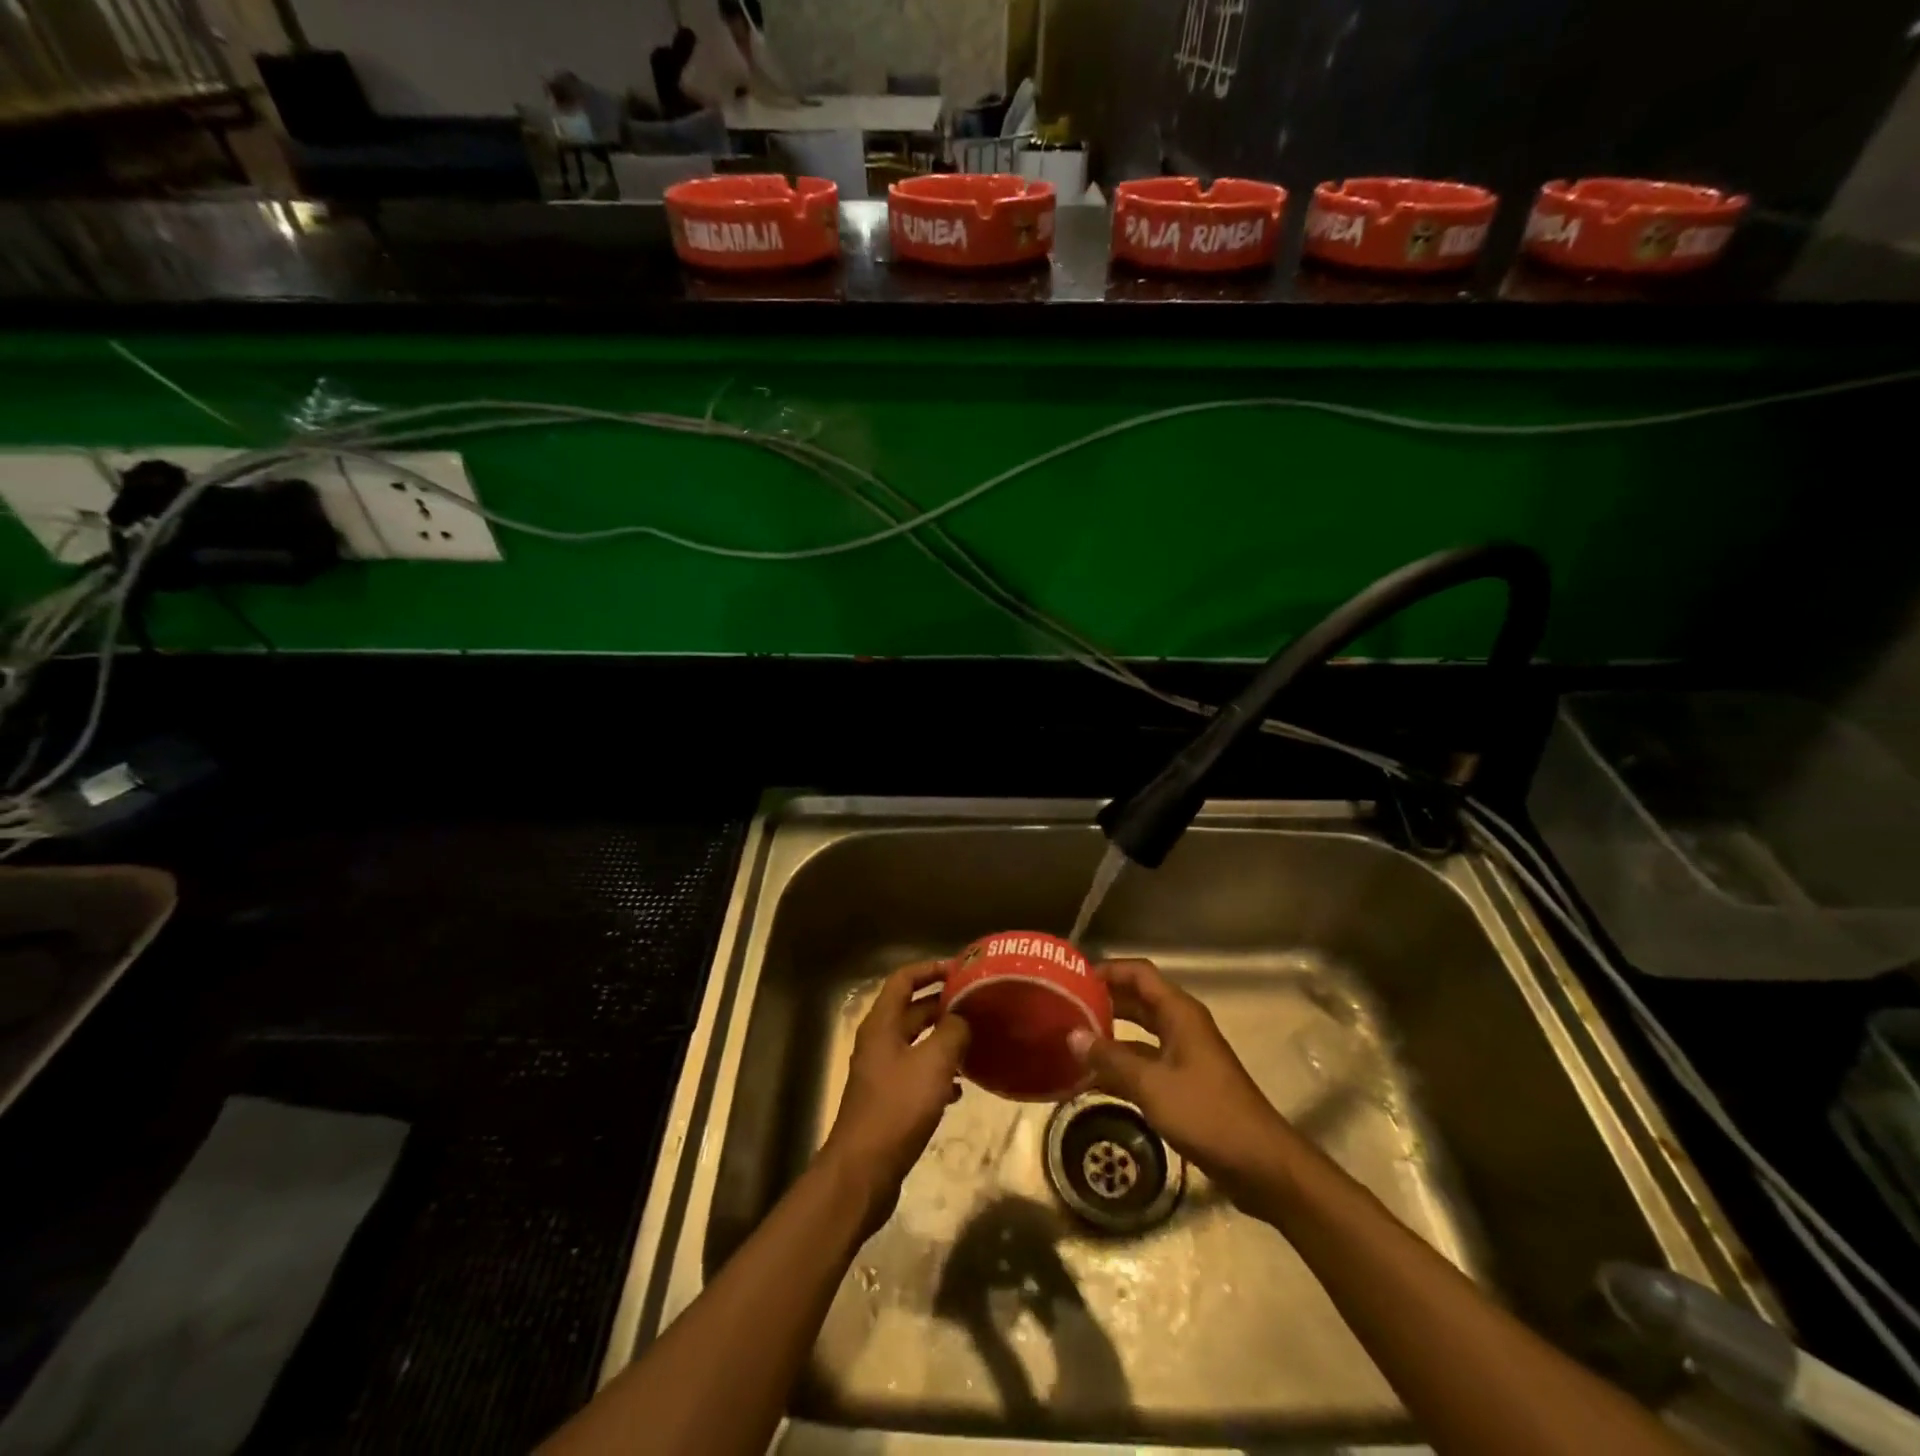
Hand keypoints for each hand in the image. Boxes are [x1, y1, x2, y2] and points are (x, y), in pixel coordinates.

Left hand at [820, 961, 970, 1232]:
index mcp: (882, 1024)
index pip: (904, 979)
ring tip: (977, 1042)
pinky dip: (938, 1073)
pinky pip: (917, 1074)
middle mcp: (878, 1042)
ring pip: (917, 1043)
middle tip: (978, 1005)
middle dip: (943, 1004)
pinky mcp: (889, 1101)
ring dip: (944, 1039)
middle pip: (911, 1010)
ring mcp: (882, 1072)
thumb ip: (952, 1031)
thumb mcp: (933, 1063)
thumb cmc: (897, 1108)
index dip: (931, 969)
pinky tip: (961, 1087)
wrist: (864, 1171)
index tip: (962, 970)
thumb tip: (963, 1018)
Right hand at [1067, 958, 1294, 1205]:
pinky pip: (1145, 1063)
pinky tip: (1091, 1080)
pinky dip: (1121, 1067)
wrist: (1261, 1165)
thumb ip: (1111, 1059)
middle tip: (1063, 1008)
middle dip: (1103, 1001)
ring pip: (1139, 1034)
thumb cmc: (1207, 1114)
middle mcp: (1182, 1026)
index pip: (1138, 973)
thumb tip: (1072, 1035)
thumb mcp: (1152, 1085)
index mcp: (1179, 1013)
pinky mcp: (1184, 1084)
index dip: (1107, 970)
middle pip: (1137, 1001)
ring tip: (1070, 1041)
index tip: (1072, 978)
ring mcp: (1184, 1056)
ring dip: (1109, 1036)